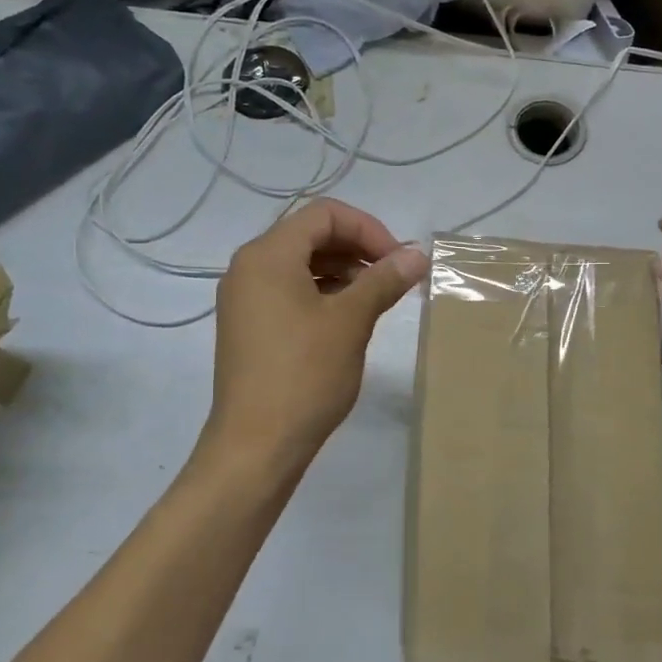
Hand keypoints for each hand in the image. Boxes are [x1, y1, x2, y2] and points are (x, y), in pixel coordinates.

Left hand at [205, 199, 427, 484]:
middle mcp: (249, 267)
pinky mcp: (248, 325)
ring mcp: (244, 298)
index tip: (397, 260)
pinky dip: (322, 291)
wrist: (255, 446)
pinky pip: (288, 289)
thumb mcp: (351, 321)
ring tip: (375, 297)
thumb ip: (384, 280)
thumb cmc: (304, 375)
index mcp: (267, 255)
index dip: (368, 229)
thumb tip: (417, 253)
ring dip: (343, 270)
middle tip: (392, 277)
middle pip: (310, 234)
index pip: (325, 215)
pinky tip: (348, 317)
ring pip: (300, 263)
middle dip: (357, 248)